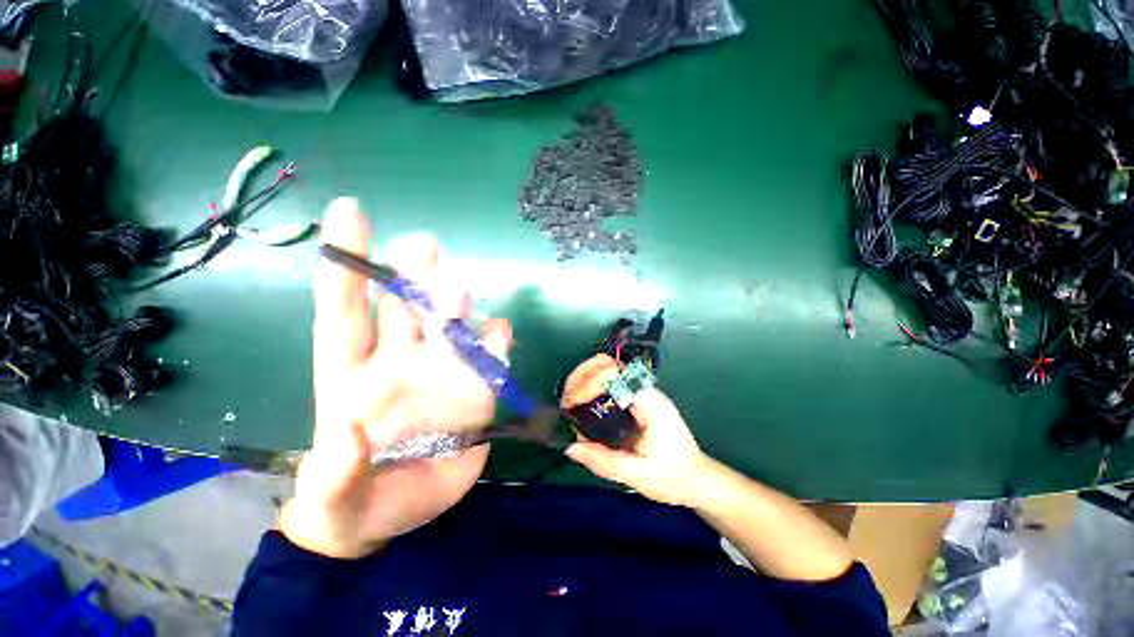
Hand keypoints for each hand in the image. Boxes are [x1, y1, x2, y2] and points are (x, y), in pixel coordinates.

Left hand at [280, 198, 511, 558]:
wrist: (397, 514)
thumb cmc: (353, 500)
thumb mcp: (334, 496)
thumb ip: (336, 470)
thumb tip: (348, 430)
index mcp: (351, 371)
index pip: (345, 307)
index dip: (347, 260)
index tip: (350, 210)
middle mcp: (401, 359)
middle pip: (408, 305)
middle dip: (415, 274)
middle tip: (426, 248)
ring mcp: (444, 371)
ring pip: (455, 325)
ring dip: (460, 308)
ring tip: (463, 302)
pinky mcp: (476, 388)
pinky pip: (490, 356)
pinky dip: (497, 342)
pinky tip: (500, 336)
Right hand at [563, 355, 709, 507]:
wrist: (697, 479)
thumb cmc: (673, 477)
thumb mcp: (638, 475)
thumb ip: (604, 461)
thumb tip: (570, 447)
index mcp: (649, 402)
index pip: (615, 374)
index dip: (589, 383)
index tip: (571, 404)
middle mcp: (644, 390)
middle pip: (608, 364)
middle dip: (581, 376)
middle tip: (566, 400)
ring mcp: (640, 393)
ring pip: (607, 370)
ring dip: (584, 379)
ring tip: (569, 401)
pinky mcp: (635, 400)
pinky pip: (609, 383)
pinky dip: (591, 387)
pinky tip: (582, 405)